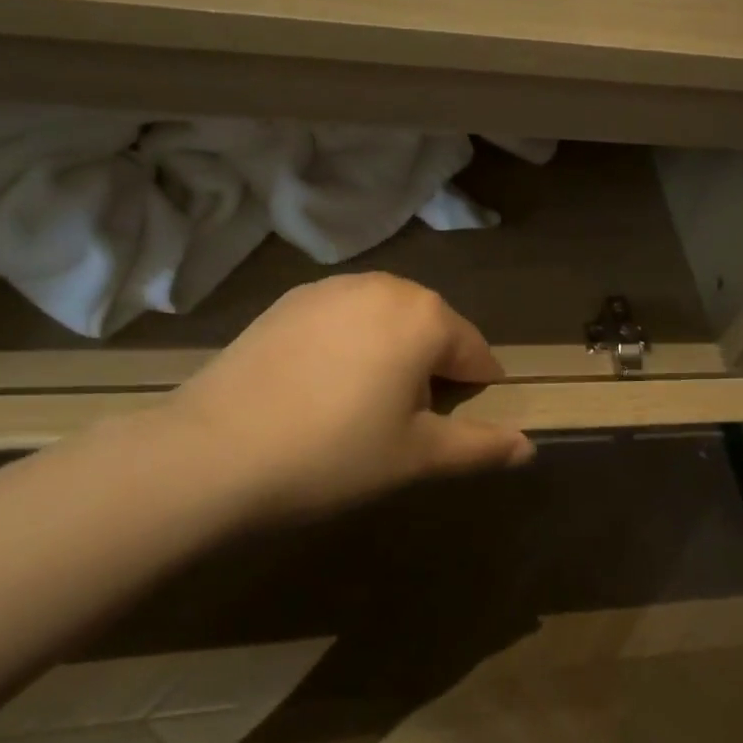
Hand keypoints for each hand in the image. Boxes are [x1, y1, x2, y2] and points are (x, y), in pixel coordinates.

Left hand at [155, 274, 535, 520]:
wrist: (212, 452)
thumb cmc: (333, 454)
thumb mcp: (416, 457)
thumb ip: (480, 448)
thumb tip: (530, 449)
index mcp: (425, 316)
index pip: (475, 353)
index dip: (474, 393)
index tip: (451, 428)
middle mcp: (385, 286)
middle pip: (432, 328)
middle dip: (431, 369)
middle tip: (402, 423)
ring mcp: (332, 287)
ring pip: (387, 319)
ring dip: (391, 353)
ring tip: (360, 405)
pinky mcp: (290, 298)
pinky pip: (344, 317)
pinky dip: (349, 344)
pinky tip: (320, 386)